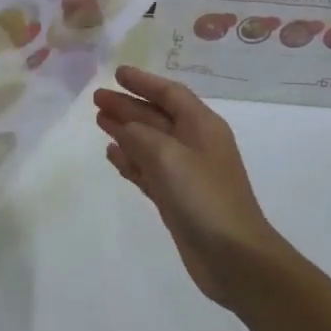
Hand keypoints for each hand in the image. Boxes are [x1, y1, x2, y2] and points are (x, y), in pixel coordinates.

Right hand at [92, 65, 286, 310]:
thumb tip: (122, 125)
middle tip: (96, 98)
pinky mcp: (176, 198)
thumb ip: (139, 135)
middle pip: (157, 116)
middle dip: (128, 105)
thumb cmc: (204, 197)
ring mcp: (186, 173)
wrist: (234, 257)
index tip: (117, 74)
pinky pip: (149, 170)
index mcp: (202, 126)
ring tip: (99, 120)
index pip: (170, 93)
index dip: (143, 82)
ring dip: (126, 131)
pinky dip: (131, 160)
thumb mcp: (168, 157)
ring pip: (150, 143)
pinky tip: (112, 154)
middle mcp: (195, 144)